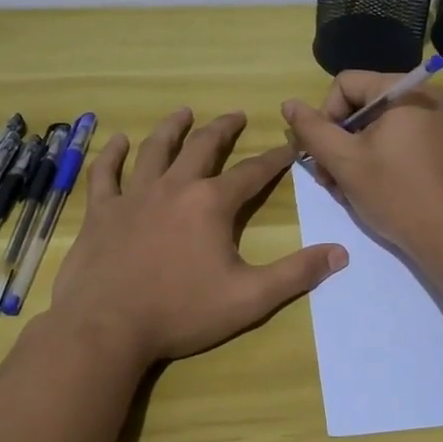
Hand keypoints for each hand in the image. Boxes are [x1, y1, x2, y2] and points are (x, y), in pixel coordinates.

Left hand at [49, 108, 347, 366]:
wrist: (107, 328)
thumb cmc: (181, 312)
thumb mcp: (250, 298)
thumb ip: (296, 274)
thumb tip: (340, 253)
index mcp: (211, 204)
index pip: (252, 173)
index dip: (275, 158)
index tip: (290, 146)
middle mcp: (174, 187)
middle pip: (203, 147)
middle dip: (223, 129)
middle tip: (236, 115)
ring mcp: (133, 196)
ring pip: (155, 150)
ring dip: (172, 128)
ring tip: (183, 113)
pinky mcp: (101, 212)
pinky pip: (105, 174)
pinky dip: (111, 155)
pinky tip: (117, 140)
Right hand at [281, 72, 442, 259]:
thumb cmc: (396, 194)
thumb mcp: (344, 161)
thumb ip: (312, 129)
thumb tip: (289, 103)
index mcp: (406, 89)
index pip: (345, 84)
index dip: (325, 117)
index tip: (323, 155)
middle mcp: (426, 96)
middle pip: (361, 105)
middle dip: (338, 141)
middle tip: (328, 179)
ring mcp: (438, 121)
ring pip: (377, 127)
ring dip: (353, 155)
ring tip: (345, 190)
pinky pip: (399, 140)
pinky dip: (378, 159)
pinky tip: (369, 189)